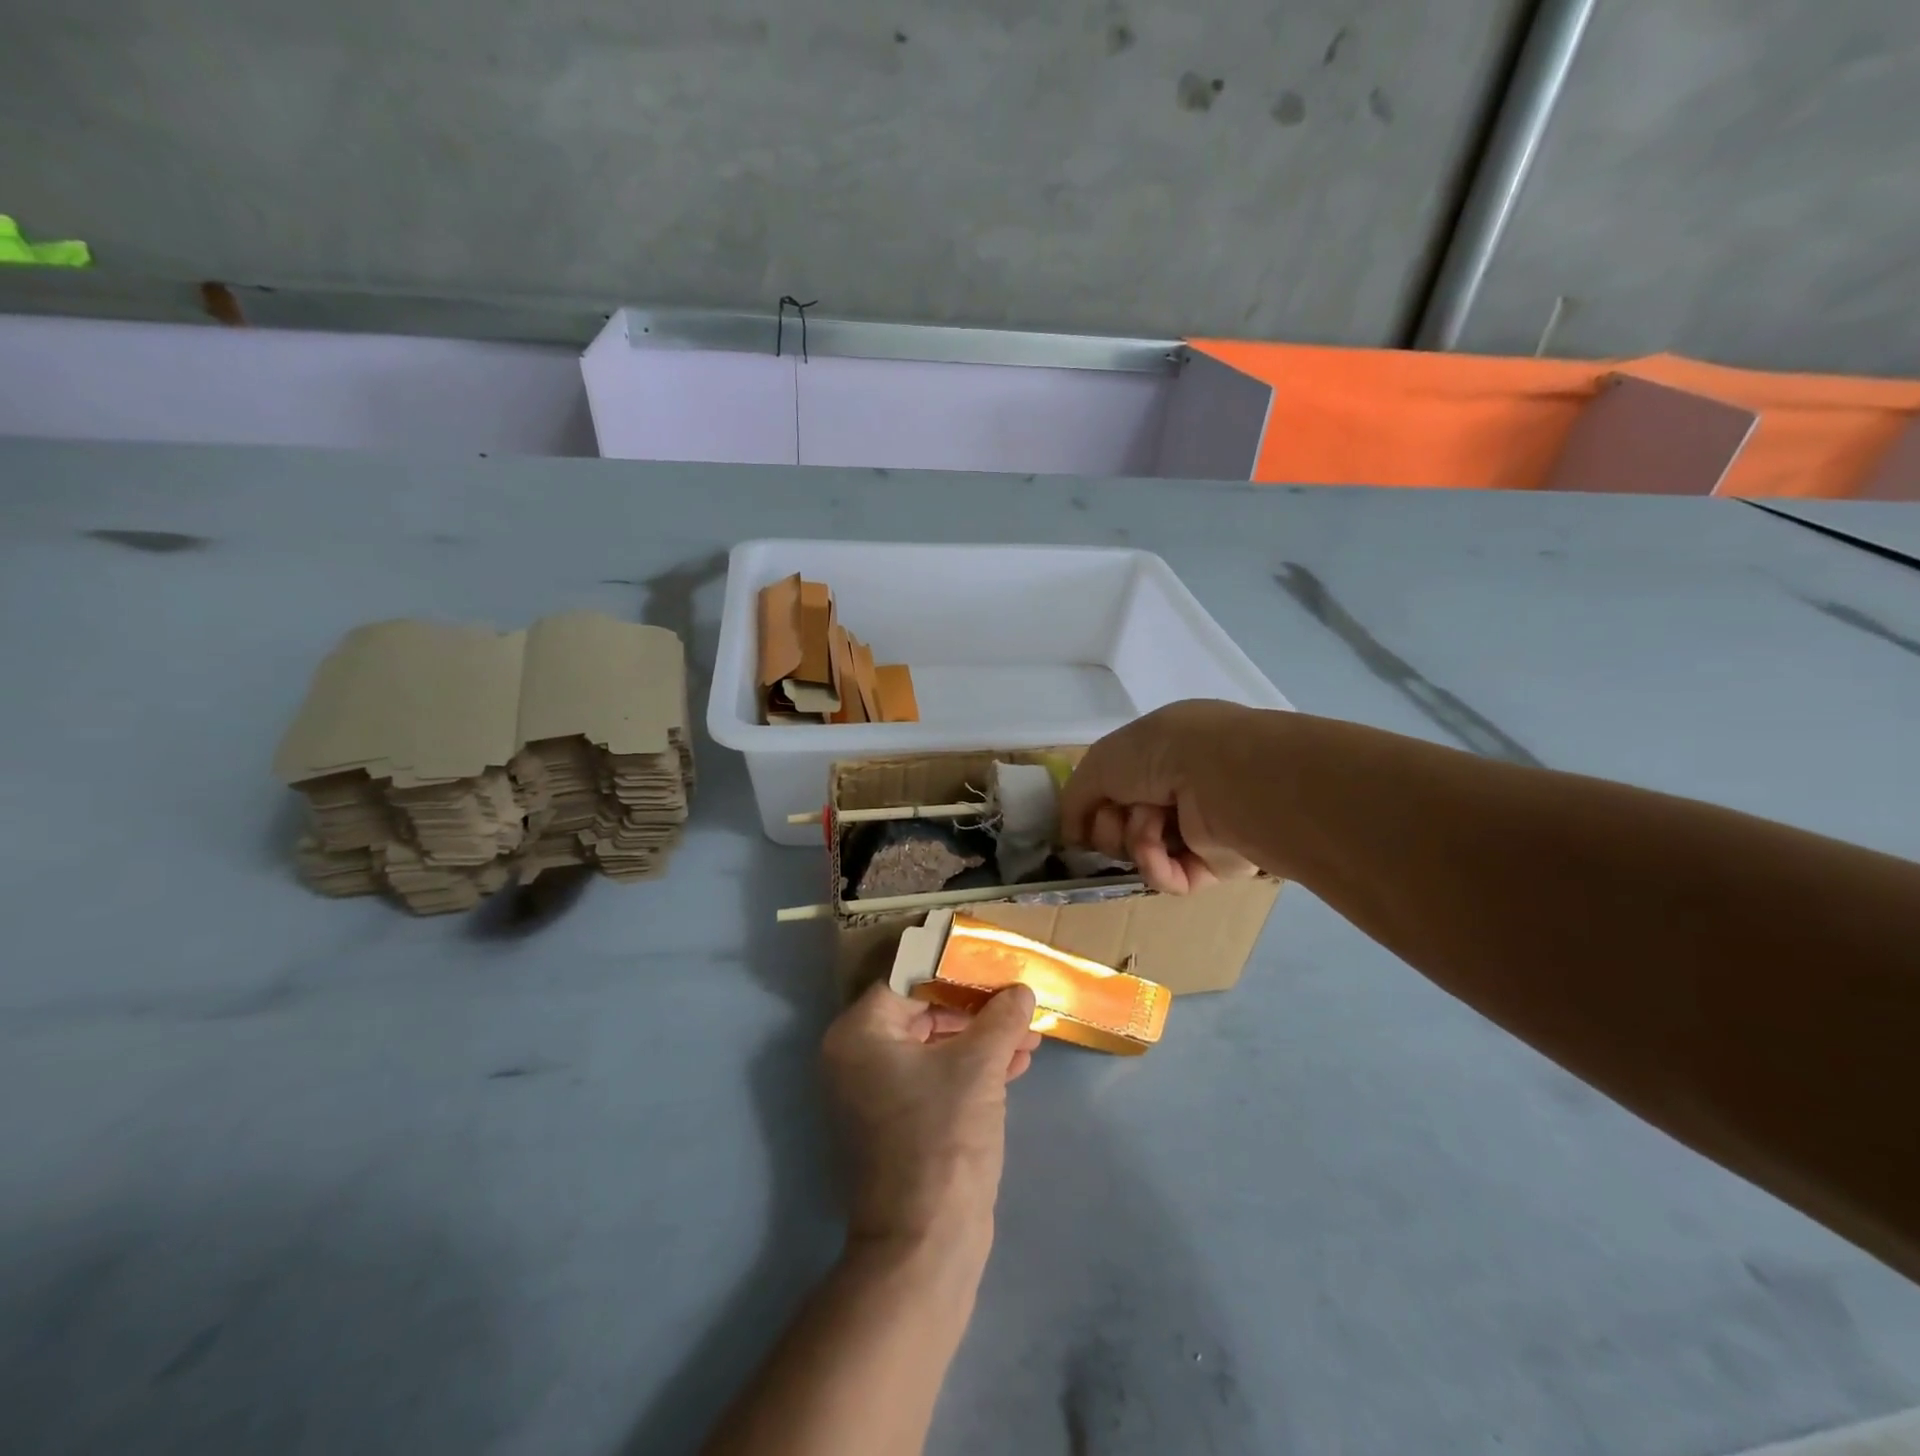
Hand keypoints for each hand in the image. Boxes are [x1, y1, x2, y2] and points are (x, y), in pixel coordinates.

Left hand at [822, 982, 1040, 1253]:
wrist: (926, 1246)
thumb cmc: (944, 1138)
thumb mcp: (979, 1066)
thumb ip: (1000, 1018)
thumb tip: (1020, 989)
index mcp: (859, 1033)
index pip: (909, 981)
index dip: (956, 973)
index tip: (995, 969)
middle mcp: (857, 1057)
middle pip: (923, 1012)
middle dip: (977, 1012)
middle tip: (1019, 1006)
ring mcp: (875, 1092)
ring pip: (934, 1046)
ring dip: (982, 1040)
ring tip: (1029, 1037)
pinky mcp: (897, 1121)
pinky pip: (935, 1077)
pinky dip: (972, 1069)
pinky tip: (1017, 1065)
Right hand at [1060, 699, 1262, 894]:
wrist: (1221, 777)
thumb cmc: (1159, 755)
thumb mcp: (1100, 761)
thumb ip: (1075, 797)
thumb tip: (1070, 835)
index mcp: (1159, 754)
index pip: (1114, 788)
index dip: (1093, 805)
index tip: (1080, 816)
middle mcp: (1180, 788)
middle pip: (1122, 824)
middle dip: (1111, 824)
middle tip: (1118, 816)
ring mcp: (1199, 827)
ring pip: (1143, 852)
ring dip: (1135, 841)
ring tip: (1149, 826)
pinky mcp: (1216, 865)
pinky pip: (1169, 877)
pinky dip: (1156, 867)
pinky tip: (1160, 851)